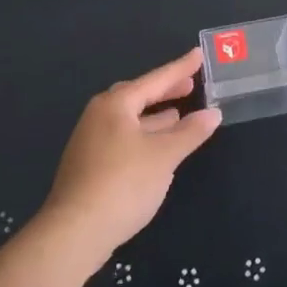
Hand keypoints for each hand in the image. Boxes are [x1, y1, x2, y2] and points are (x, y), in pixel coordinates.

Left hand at [39, 48, 221, 264]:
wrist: (74, 233)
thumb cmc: (123, 183)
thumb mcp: (164, 156)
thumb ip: (190, 132)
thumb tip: (212, 113)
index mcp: (116, 104)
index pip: (156, 79)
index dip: (180, 68)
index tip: (198, 54)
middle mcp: (99, 115)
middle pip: (138, 96)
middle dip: (165, 91)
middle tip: (191, 85)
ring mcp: (91, 140)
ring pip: (130, 119)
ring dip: (155, 116)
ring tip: (179, 115)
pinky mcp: (90, 165)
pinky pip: (123, 137)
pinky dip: (144, 135)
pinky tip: (157, 147)